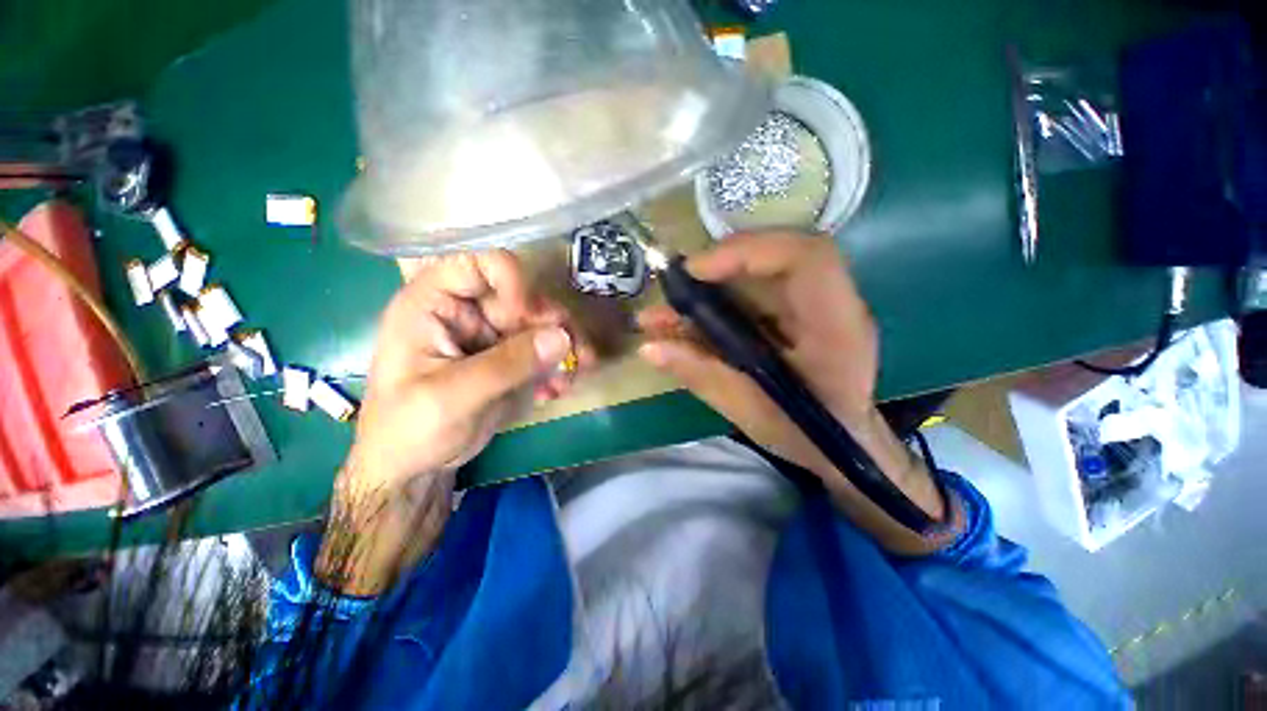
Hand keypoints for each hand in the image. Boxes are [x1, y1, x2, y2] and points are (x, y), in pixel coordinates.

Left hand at [353, 250, 584, 486]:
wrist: (413, 469)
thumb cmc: (409, 429)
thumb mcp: (452, 396)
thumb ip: (507, 365)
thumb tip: (562, 337)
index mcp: (432, 304)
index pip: (476, 263)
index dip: (510, 280)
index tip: (530, 316)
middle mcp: (466, 312)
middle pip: (521, 297)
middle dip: (552, 322)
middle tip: (577, 348)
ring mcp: (490, 337)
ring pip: (539, 325)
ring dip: (564, 346)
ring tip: (579, 370)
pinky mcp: (508, 360)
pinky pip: (542, 353)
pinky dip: (557, 367)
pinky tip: (559, 389)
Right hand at [637, 233, 950, 549]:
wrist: (843, 444)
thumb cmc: (806, 435)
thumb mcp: (750, 411)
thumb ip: (701, 374)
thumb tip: (648, 348)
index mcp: (835, 328)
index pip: (806, 258)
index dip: (749, 252)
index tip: (696, 271)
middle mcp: (830, 304)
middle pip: (776, 254)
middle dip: (717, 265)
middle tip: (673, 287)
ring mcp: (812, 305)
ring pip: (759, 270)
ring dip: (709, 284)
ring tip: (664, 312)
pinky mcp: (793, 311)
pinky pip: (751, 292)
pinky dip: (712, 302)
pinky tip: (681, 322)